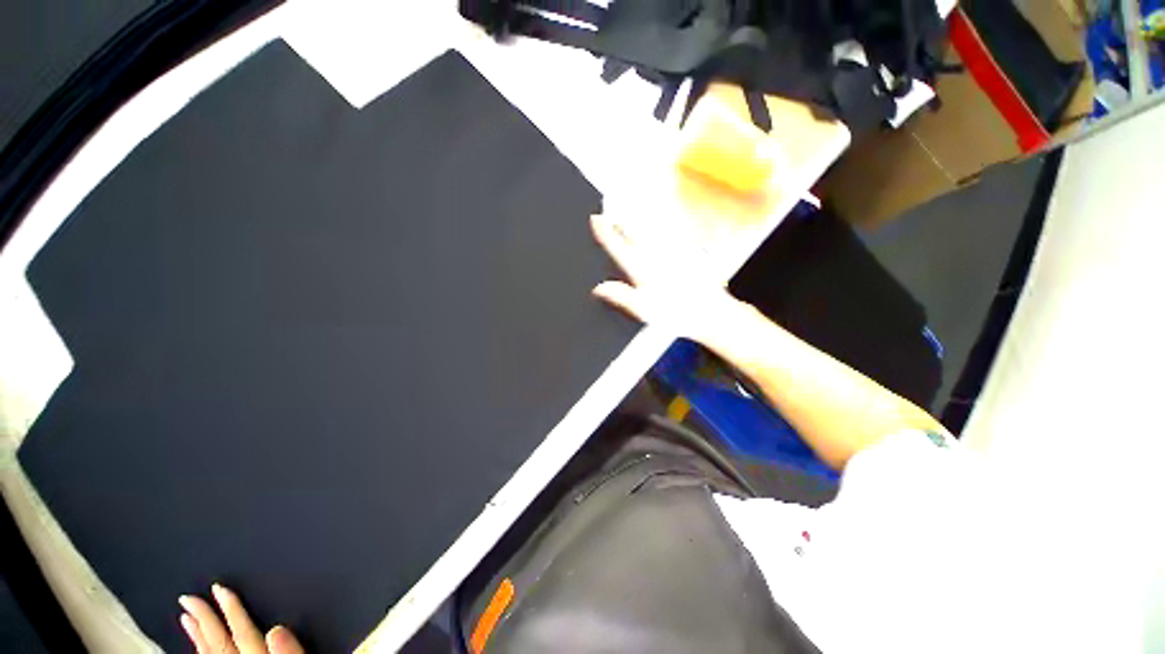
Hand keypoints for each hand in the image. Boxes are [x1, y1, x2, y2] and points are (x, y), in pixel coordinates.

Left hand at [179, 584, 302, 653]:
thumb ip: (292, 650)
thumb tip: (278, 629)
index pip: (243, 632)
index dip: (231, 609)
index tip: (219, 588)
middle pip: (221, 641)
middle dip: (206, 618)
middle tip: (189, 598)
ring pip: (210, 652)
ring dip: (198, 633)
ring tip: (186, 616)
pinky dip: (199, 648)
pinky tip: (196, 642)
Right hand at [590, 213, 753, 345]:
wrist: (709, 309)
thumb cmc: (675, 311)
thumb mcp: (643, 309)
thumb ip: (620, 296)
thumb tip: (598, 288)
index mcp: (642, 268)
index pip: (618, 247)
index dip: (605, 232)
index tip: (595, 218)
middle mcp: (655, 255)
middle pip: (634, 232)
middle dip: (622, 219)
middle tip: (610, 206)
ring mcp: (671, 252)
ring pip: (651, 230)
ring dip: (639, 219)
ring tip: (629, 210)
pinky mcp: (685, 254)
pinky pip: (668, 235)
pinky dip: (659, 227)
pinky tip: (658, 227)